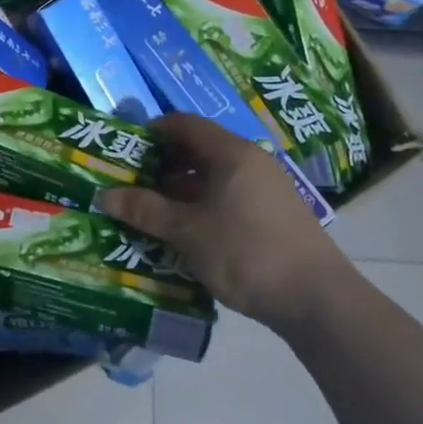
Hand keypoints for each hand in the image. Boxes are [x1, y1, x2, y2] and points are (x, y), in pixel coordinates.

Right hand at [97, 114, 357, 326]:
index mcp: (231, 153)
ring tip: (150, 211)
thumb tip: (104, 196)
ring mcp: (265, 188)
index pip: (184, 124)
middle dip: (161, 164)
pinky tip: (183, 232)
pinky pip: (227, 196)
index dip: (151, 132)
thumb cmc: (246, 252)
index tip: (124, 151)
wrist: (317, 299)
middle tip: (130, 184)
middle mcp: (250, 161)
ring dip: (179, 189)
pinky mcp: (272, 214)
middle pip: (197, 149)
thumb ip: (145, 210)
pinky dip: (201, 206)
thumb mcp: (188, 232)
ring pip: (212, 176)